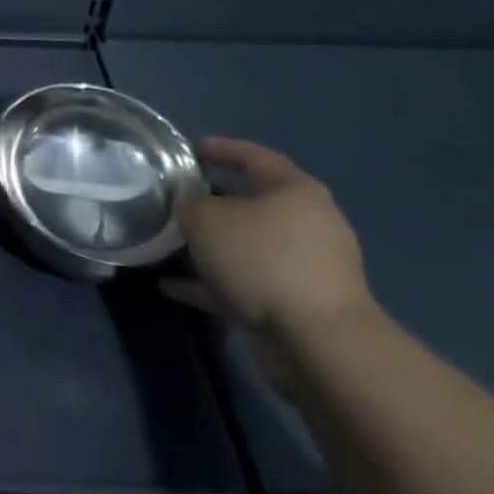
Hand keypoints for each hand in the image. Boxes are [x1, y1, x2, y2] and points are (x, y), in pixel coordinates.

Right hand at [160, 137, 375, 343]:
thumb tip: (189, 205)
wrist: (322, 344)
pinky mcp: (301, 308)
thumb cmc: (264, 259)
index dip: (222, 149)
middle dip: (214, 205)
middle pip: (254, 205)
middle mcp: (308, 225)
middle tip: (180, 202)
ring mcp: (308, 270)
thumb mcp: (207, 219)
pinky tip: (175, 290)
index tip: (194, 150)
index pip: (255, 157)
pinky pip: (248, 287)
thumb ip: (190, 204)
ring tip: (172, 250)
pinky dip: (214, 286)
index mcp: (295, 191)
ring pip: (250, 249)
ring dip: (214, 251)